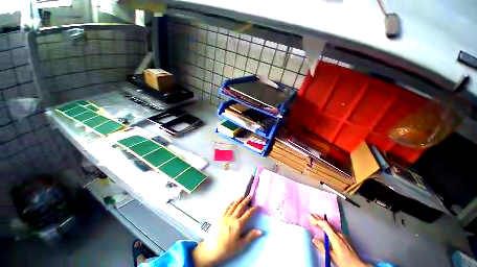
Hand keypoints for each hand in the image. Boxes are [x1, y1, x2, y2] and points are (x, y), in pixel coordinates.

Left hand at [192, 196, 261, 266]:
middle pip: (240, 207)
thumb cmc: (227, 249)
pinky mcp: (220, 217)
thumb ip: (250, 236)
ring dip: (238, 200)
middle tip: (250, 195)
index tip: (258, 205)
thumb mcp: (240, 245)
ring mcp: (225, 216)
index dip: (253, 209)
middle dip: (246, 200)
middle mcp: (232, 218)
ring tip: (242, 196)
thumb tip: (260, 231)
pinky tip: (232, 201)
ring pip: (233, 205)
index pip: (248, 214)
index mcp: (238, 224)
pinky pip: (226, 208)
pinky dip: (230, 203)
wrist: (211, 250)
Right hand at [309, 214, 368, 266]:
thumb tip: (313, 239)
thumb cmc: (344, 262)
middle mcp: (339, 234)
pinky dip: (326, 225)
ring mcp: (342, 235)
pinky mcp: (344, 237)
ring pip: (330, 225)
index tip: (309, 217)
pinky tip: (324, 225)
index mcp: (335, 238)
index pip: (325, 225)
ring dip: (322, 221)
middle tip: (310, 214)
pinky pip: (333, 228)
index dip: (316, 220)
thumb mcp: (331, 256)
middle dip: (318, 218)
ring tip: (315, 217)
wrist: (357, 265)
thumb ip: (322, 247)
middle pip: (327, 223)